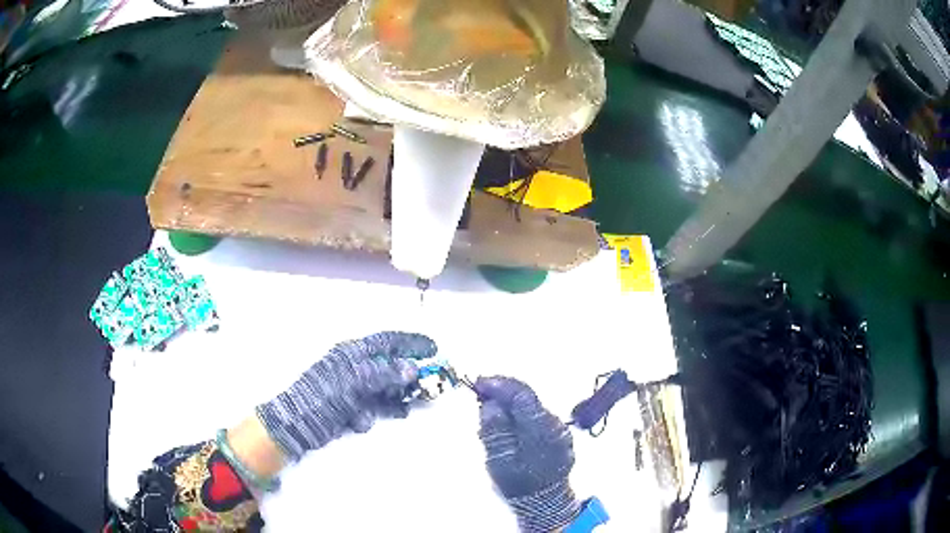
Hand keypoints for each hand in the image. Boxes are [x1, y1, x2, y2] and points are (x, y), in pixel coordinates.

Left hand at [256, 332, 436, 461]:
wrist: (296, 425)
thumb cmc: (323, 396)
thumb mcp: (354, 381)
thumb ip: (384, 373)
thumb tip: (412, 368)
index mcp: (352, 353)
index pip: (387, 341)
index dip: (411, 343)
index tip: (433, 349)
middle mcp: (354, 367)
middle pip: (388, 366)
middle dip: (407, 376)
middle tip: (427, 385)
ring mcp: (352, 389)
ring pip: (383, 389)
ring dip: (394, 398)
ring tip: (406, 408)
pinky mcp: (349, 407)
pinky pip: (371, 407)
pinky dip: (373, 414)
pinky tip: (364, 422)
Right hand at [476, 376, 580, 532]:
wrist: (545, 502)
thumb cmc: (519, 484)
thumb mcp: (500, 460)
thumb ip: (495, 430)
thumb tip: (490, 403)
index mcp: (541, 429)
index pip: (521, 395)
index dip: (499, 385)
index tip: (478, 383)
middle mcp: (554, 424)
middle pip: (527, 397)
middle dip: (502, 391)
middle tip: (479, 392)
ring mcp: (559, 428)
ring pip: (531, 405)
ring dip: (509, 402)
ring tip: (488, 408)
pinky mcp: (558, 433)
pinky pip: (535, 415)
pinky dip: (518, 413)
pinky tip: (505, 421)